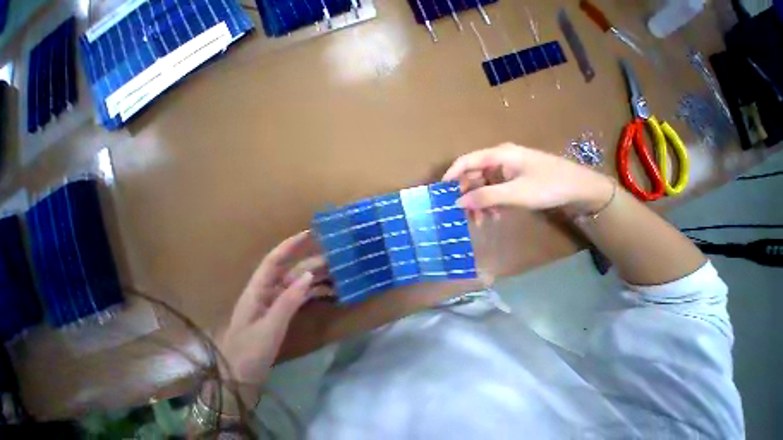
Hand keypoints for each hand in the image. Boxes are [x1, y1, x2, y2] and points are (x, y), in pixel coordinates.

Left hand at [217, 231, 328, 384]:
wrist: (237, 376)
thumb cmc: (249, 351)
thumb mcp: (269, 328)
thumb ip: (288, 302)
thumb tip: (308, 276)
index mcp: (256, 291)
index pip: (273, 261)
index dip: (290, 246)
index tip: (310, 234)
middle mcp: (263, 295)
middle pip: (287, 273)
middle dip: (308, 263)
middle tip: (334, 258)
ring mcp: (269, 308)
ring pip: (292, 287)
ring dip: (311, 279)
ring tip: (335, 275)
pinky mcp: (275, 321)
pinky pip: (294, 302)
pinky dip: (309, 296)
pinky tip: (325, 296)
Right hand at [443, 143, 613, 218]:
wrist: (579, 188)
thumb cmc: (548, 186)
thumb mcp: (516, 194)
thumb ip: (486, 196)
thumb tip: (457, 202)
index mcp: (500, 154)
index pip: (467, 161)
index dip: (451, 176)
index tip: (440, 195)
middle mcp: (502, 157)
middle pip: (476, 173)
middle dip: (468, 194)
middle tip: (466, 217)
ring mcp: (512, 168)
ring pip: (487, 183)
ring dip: (482, 201)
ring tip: (483, 221)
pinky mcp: (520, 178)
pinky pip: (499, 188)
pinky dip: (494, 201)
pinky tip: (496, 215)